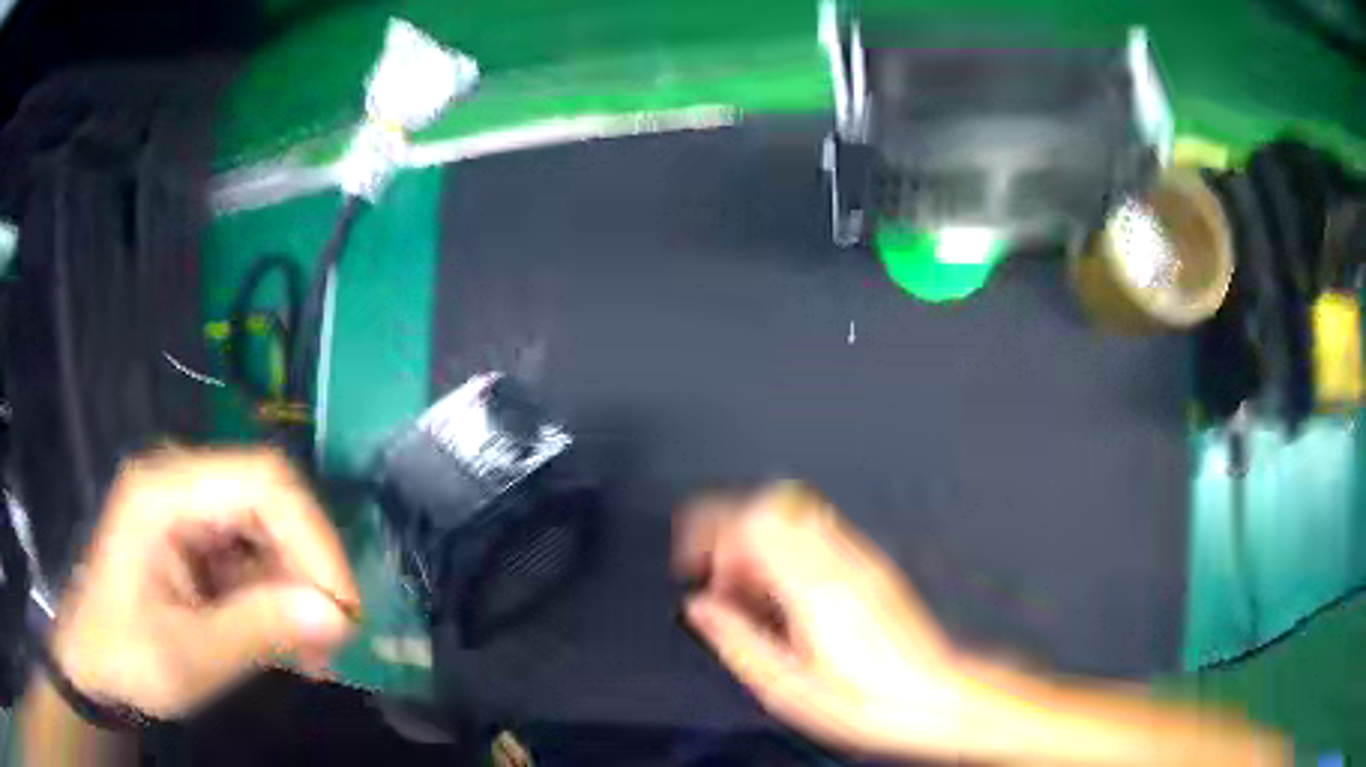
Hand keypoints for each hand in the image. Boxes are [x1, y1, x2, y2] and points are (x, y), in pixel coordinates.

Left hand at [50, 448, 360, 718]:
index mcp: (164, 493)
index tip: (343, 610)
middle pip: (267, 500)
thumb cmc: (127, 659)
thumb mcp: (191, 656)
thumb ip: (259, 630)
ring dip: (297, 589)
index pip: (260, 482)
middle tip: (335, 639)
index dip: (313, 538)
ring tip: (315, 652)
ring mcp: (184, 509)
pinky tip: (289, 642)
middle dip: (308, 569)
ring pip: (265, 529)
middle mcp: (178, 483)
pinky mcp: (192, 538)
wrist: (95, 668)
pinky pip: (250, 554)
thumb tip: (338, 617)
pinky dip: (277, 598)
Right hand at [674, 482, 969, 756]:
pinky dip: (785, 549)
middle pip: (771, 503)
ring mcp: (861, 559)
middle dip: (730, 531)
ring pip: (794, 512)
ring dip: (758, 540)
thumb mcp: (786, 690)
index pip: (754, 519)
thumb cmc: (869, 703)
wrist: (936, 697)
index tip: (694, 562)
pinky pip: (818, 532)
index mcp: (816, 590)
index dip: (712, 531)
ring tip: (749, 591)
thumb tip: (699, 608)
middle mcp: (841, 562)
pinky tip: (784, 596)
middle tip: (719, 578)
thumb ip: (736, 641)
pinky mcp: (872, 566)